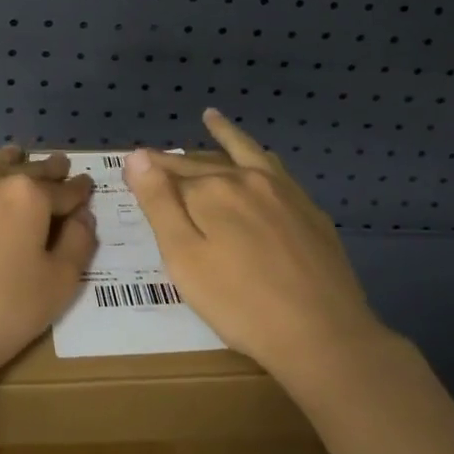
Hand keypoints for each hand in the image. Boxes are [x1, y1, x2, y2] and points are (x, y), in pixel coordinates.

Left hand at [0, 149, 97, 396]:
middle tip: (58, 165)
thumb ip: (79, 242)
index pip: (63, 189)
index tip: (86, 185)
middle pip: (23, 170)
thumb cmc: (4, 312)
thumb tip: (83, 216)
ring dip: (3, 167)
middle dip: (45, 170)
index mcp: (27, 195)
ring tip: (13, 161)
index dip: (79, 189)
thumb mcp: (60, 283)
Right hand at [125, 110, 383, 386]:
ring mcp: (283, 191)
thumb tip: (138, 156)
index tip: (130, 168)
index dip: (148, 173)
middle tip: (155, 157)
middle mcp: (247, 179)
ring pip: (245, 153)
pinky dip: (260, 156)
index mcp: (212, 190)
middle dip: (176, 161)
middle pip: (203, 164)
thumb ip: (159, 204)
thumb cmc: (240, 304)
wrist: (324, 335)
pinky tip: (262, 161)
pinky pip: (276, 169)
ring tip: (211, 118)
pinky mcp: (308, 210)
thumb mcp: (184, 259)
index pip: (170, 173)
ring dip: (225, 135)